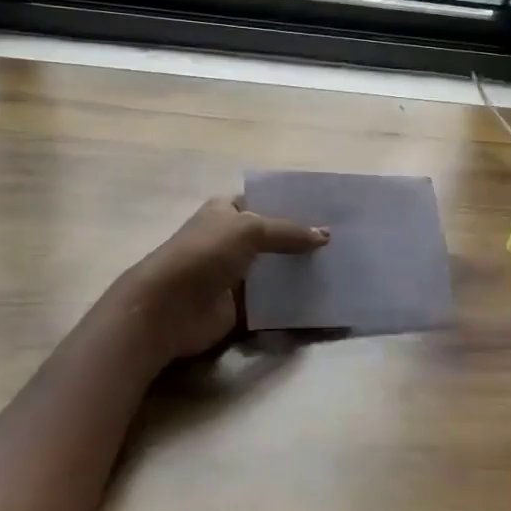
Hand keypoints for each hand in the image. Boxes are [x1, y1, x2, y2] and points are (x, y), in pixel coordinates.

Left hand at [117, 195, 328, 364]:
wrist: (167, 309)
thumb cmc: (203, 254)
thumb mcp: (248, 230)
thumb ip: (287, 232)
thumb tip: (325, 235)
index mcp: (226, 211)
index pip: (264, 201)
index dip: (292, 204)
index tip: (328, 210)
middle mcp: (230, 240)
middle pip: (273, 238)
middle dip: (302, 241)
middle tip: (342, 242)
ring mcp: (234, 275)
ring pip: (275, 271)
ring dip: (300, 273)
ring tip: (340, 269)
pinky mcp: (239, 308)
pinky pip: (272, 303)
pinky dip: (292, 304)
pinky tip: (323, 300)